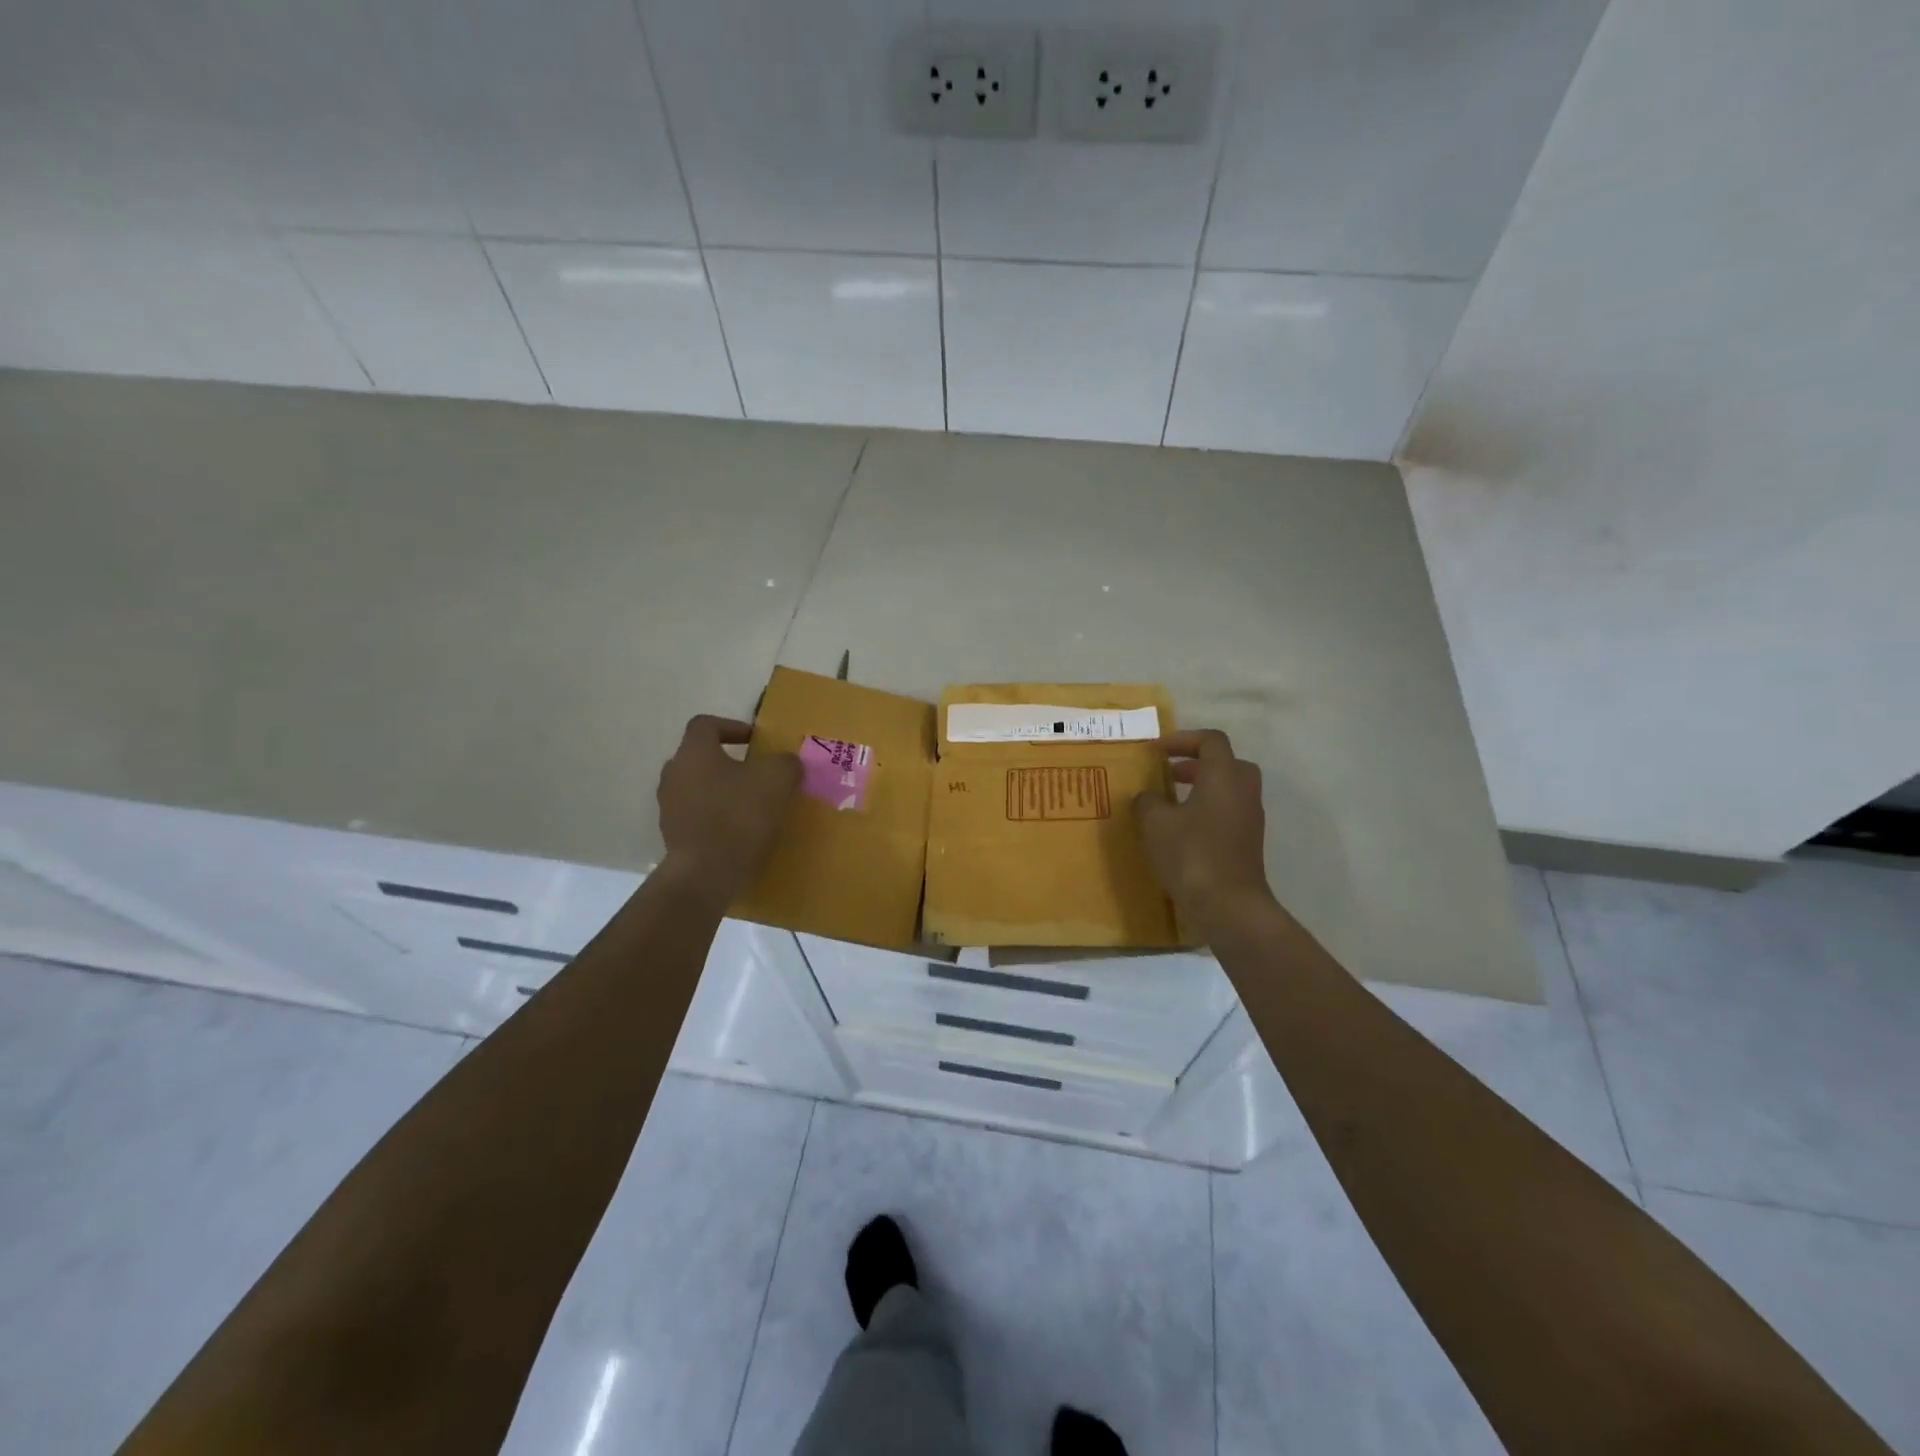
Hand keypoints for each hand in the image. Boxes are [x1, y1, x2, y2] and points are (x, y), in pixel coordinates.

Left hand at [656, 716, 799, 899]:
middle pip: (699, 758)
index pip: (705, 725)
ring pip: (697, 788)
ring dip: (721, 792)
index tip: (755, 741)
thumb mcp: (777, 779)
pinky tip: (739, 832)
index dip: (732, 726)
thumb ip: (785, 763)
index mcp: (694, 752)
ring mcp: (669, 808)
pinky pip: (697, 817)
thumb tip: (787, 763)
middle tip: (755, 774)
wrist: (707, 873)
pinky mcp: (673, 837)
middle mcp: (674, 774)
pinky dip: (716, 818)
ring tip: (750, 805)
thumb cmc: (740, 815)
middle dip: (727, 762)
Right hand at [1133, 729, 1276, 932]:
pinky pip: (1228, 812)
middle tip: (1169, 773)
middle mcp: (1243, 791)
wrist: (1229, 906)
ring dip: (1201, 788)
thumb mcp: (1155, 823)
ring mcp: (1250, 818)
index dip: (1183, 739)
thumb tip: (1147, 797)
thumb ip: (1147, 802)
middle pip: (1225, 762)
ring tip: (1170, 803)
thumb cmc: (1192, 854)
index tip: (1157, 751)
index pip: (1210, 740)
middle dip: (1196, 763)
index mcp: (1224, 776)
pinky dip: (1207, 810)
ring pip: (1228, 789)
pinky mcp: (1248, 842)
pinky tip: (1182, 830)